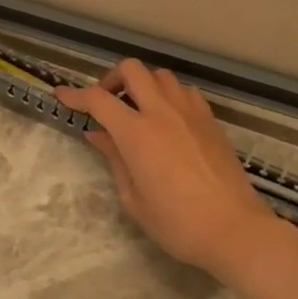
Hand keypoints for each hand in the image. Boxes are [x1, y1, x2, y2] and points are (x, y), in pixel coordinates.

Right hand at [56, 60, 285, 277]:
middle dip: (112, 79)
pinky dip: (169, 95)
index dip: (75, 95)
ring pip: (161, 75)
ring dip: (143, 85)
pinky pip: (185, 91)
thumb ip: (114, 159)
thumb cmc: (177, 223)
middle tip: (106, 104)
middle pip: (132, 69)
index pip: (98, 100)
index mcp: (137, 133)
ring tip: (138, 111)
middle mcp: (163, 112)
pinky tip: (168, 119)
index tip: (62, 96)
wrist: (234, 229)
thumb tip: (97, 134)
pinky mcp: (211, 120)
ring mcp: (190, 112)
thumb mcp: (134, 198)